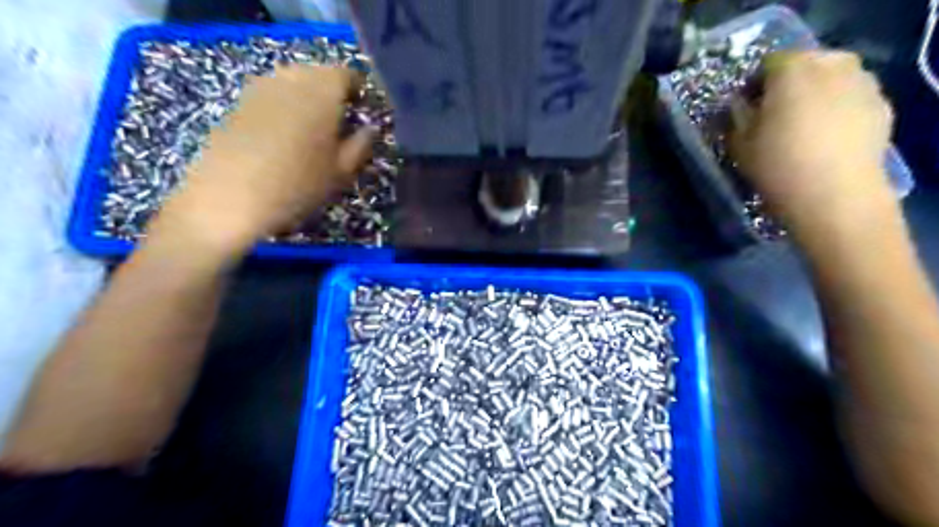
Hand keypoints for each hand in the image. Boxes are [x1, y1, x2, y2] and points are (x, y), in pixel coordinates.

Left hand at [153, 63, 375, 255]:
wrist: (230, 198)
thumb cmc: (298, 185)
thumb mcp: (342, 172)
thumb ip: (361, 145)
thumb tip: (370, 128)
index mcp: (322, 92)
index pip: (346, 74)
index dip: (358, 90)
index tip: (362, 111)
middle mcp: (291, 79)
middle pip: (318, 73)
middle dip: (333, 92)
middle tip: (341, 121)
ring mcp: (261, 88)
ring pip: (293, 81)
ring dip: (307, 97)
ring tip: (313, 128)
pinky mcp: (240, 102)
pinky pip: (272, 93)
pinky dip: (285, 105)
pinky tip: (285, 134)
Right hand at [732, 50, 893, 234]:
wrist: (834, 195)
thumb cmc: (776, 166)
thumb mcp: (739, 144)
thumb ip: (737, 117)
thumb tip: (740, 105)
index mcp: (791, 71)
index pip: (768, 63)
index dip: (755, 84)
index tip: (748, 107)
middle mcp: (831, 66)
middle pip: (805, 64)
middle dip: (788, 84)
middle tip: (775, 114)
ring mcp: (861, 83)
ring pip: (832, 77)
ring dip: (816, 93)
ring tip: (803, 125)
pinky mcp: (880, 104)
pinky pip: (851, 96)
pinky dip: (838, 107)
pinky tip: (827, 136)